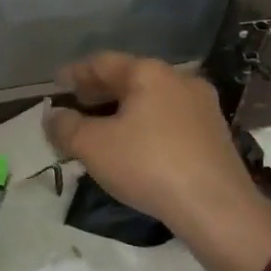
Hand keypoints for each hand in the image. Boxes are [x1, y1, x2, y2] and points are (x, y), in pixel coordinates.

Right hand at [44, 53, 270, 270]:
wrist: (217, 208)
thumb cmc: (148, 165)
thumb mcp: (93, 146)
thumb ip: (66, 127)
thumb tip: (53, 116)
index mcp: (149, 73)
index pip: (103, 62)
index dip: (75, 72)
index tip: (56, 83)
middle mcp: (179, 80)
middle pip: (130, 78)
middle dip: (100, 91)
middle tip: (76, 104)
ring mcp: (202, 107)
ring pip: (151, 100)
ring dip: (123, 110)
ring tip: (101, 128)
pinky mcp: (215, 134)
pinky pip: (169, 120)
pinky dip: (145, 125)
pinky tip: (134, 146)